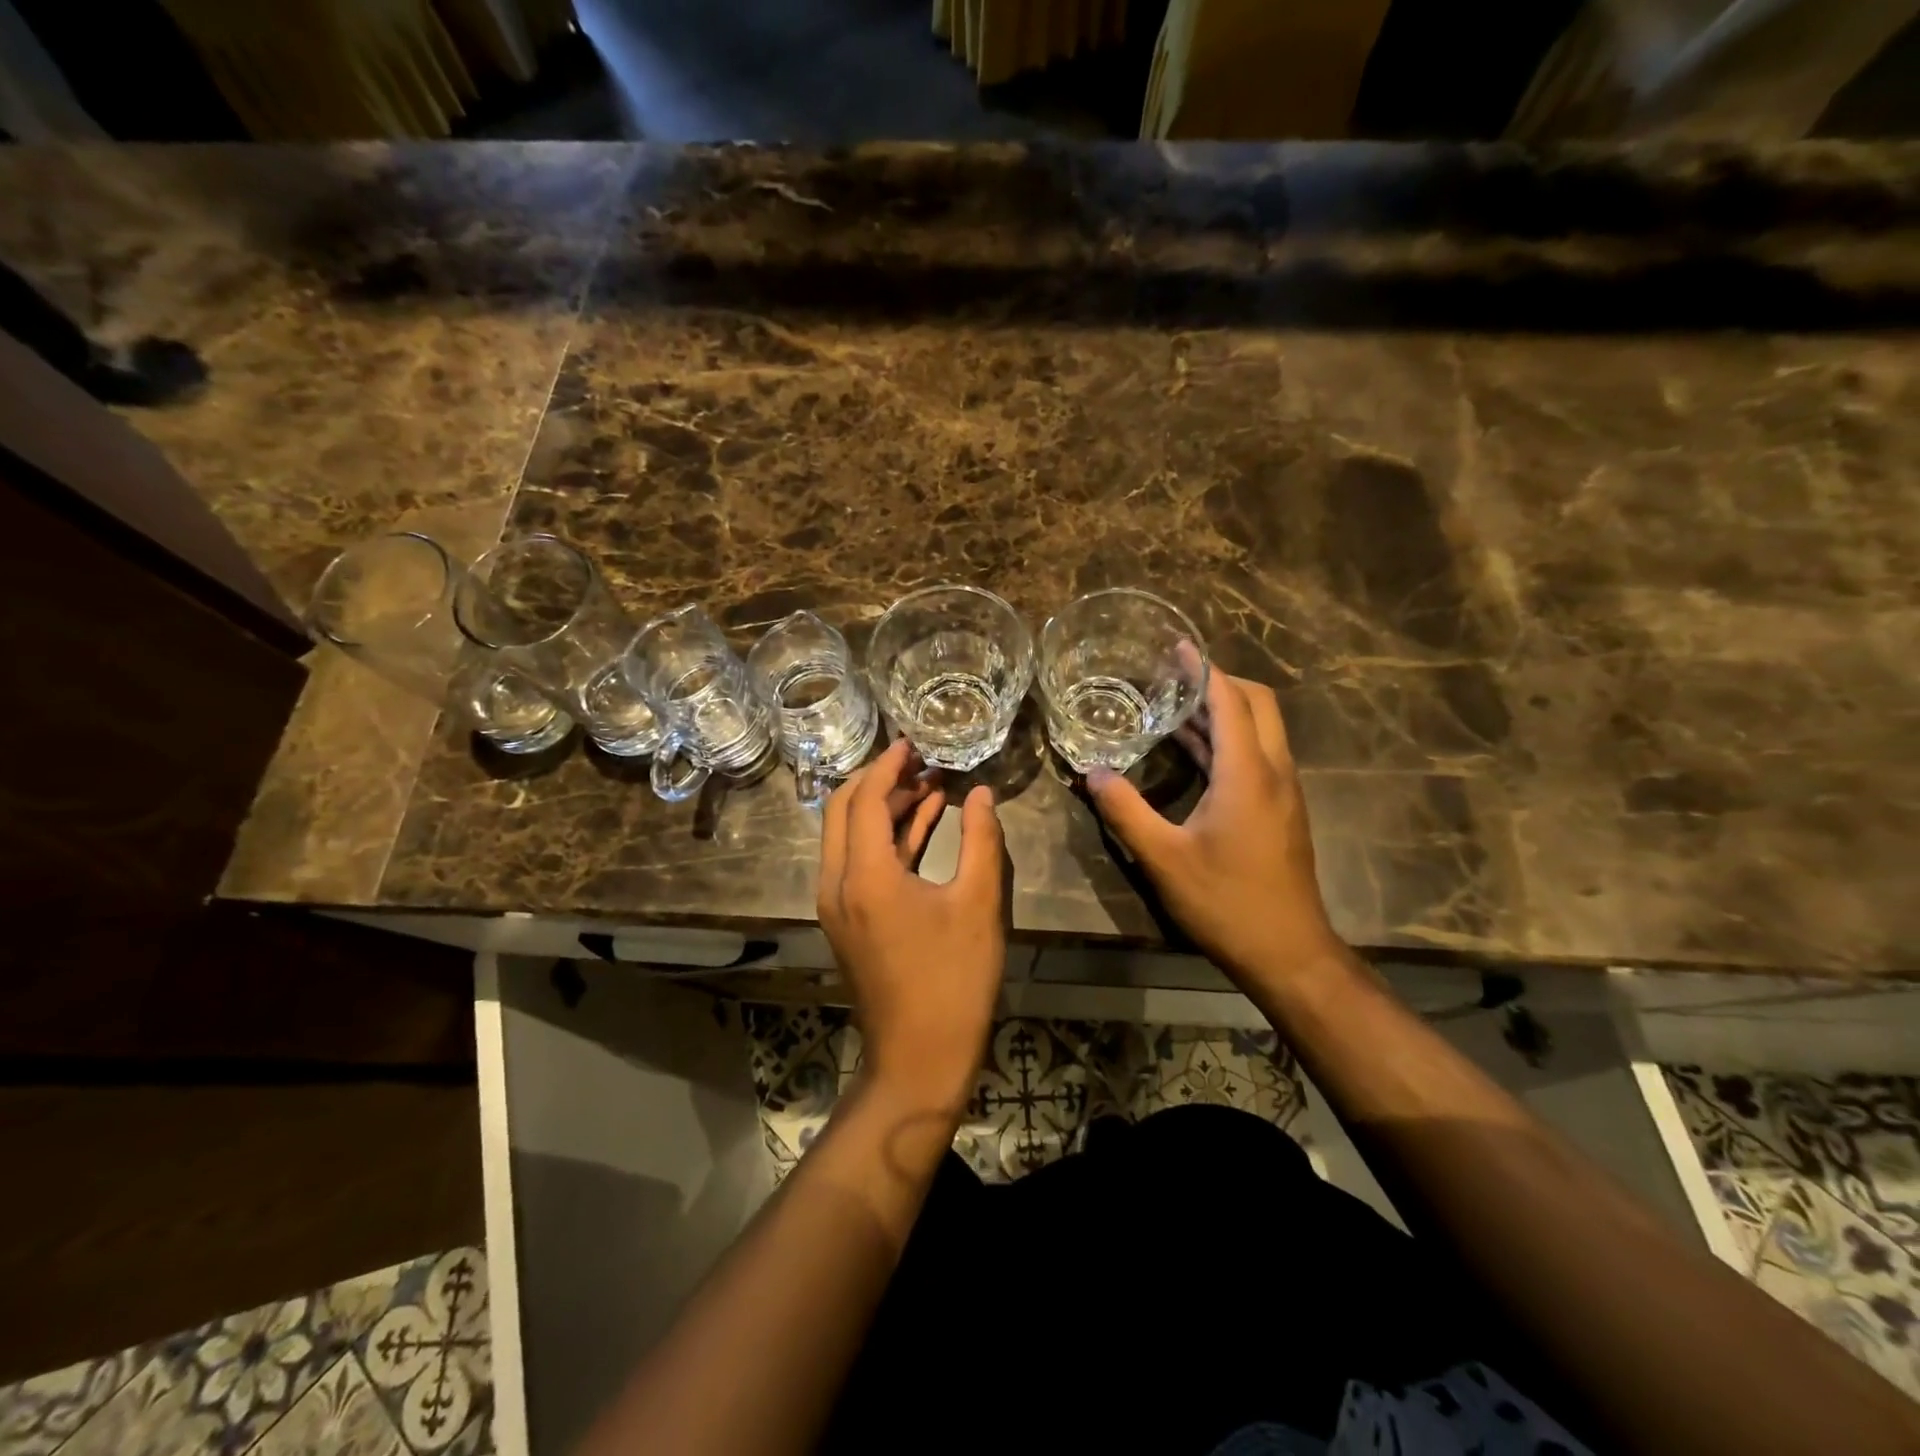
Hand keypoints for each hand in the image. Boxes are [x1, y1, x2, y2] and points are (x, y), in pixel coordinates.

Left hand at [818, 737, 1007, 1110]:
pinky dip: (888, 839)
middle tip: (920, 761)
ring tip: (930, 786)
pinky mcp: (849, 921)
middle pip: (844, 810)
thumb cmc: (954, 980)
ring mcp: (838, 904)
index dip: (889, 765)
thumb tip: (981, 794)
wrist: (920, 1057)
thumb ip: (982, 840)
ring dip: (885, 809)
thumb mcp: (979, 904)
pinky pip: (859, 863)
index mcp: (865, 875)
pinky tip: (924, 824)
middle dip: (880, 780)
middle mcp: (838, 883)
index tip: (913, 742)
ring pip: (850, 836)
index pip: (866, 798)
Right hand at [1086, 670, 1340, 985]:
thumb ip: (1126, 811)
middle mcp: (1273, 771)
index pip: (1230, 701)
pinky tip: (1194, 751)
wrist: (1288, 951)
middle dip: (1220, 681)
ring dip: (1224, 711)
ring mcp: (1282, 791)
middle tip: (1175, 675)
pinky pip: (1257, 755)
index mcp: (1248, 773)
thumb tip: (1093, 773)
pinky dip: (1229, 740)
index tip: (1178, 648)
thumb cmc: (1226, 901)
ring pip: (1261, 730)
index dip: (1204, 670)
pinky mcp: (1281, 810)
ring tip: (1176, 704)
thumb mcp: (1163, 858)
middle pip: (1258, 704)